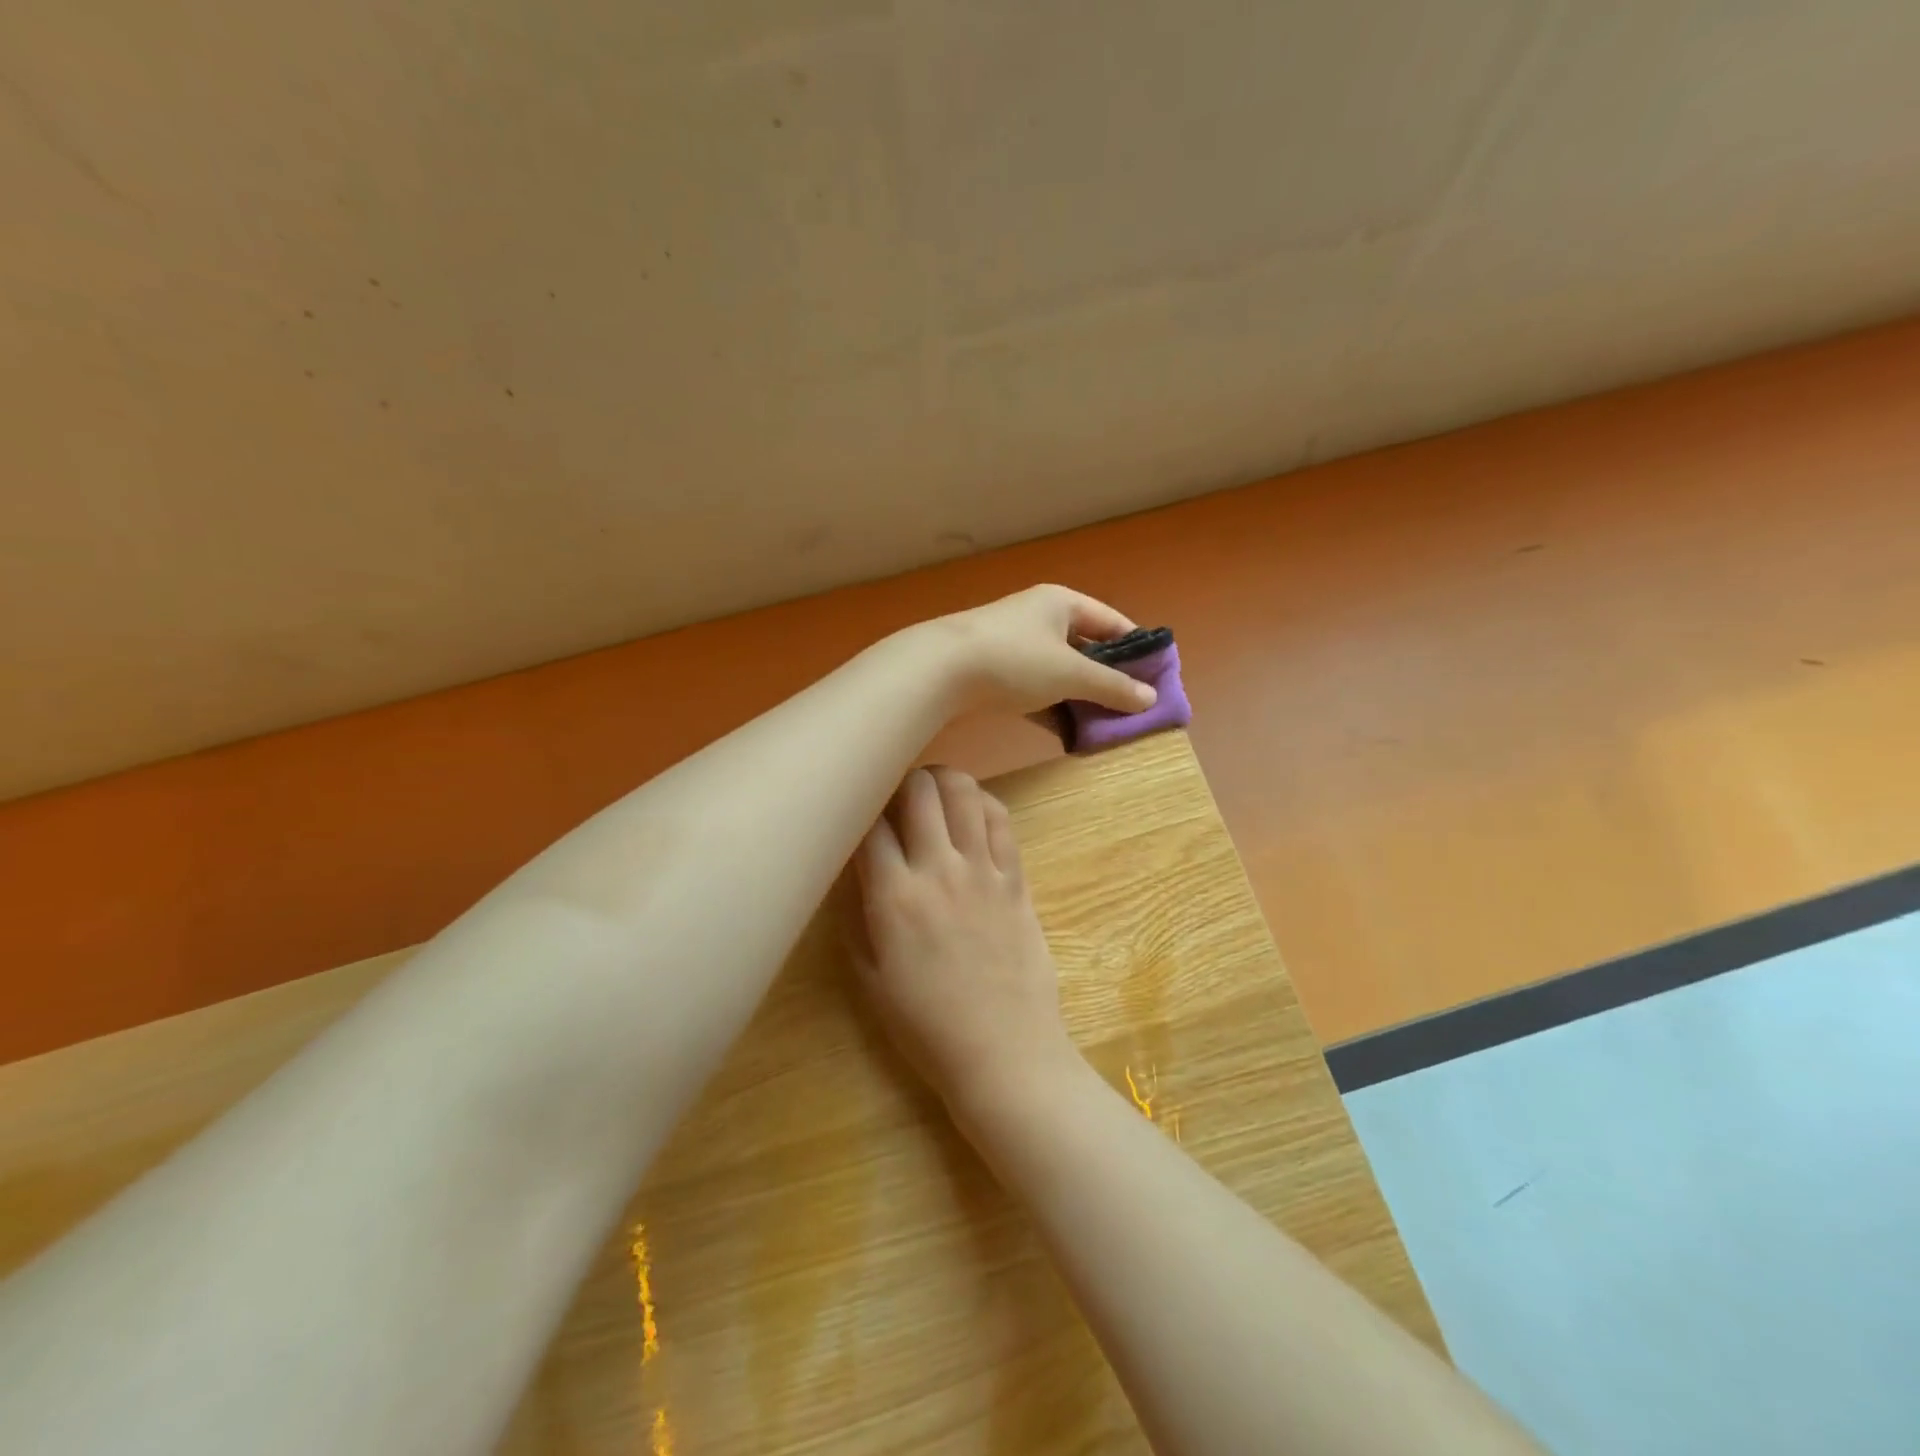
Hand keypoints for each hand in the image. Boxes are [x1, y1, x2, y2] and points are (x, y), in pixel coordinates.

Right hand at [851, 766, 1080, 1125]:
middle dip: (900, 781)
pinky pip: (1001, 820)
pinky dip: (982, 804)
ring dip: (943, 780)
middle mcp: (939, 871)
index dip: (857, 808)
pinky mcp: (1016, 879)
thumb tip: (851, 868)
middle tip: (894, 796)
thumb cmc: (927, 1026)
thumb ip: (857, 915)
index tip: (854, 811)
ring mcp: (983, 871)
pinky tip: (970, 813)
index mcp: (894, 898)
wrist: (1004, 1053)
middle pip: (918, 790)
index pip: (868, 825)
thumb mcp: (870, 978)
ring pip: (964, 792)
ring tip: (932, 793)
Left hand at [933, 585, 1156, 716]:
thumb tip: (1151, 699)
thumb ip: (1112, 686)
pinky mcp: (995, 672)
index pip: (1113, 622)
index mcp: (1062, 603)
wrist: (939, 670)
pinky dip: (1052, 708)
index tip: (1158, 678)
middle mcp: (1039, 618)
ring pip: (1059, 672)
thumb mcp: (1070, 673)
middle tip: (1133, 709)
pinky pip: (1035, 690)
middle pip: (1086, 648)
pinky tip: (1068, 734)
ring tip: (1105, 727)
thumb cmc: (1014, 659)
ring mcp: (1014, 645)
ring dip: (1080, 698)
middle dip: (1108, 679)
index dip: (1137, 648)